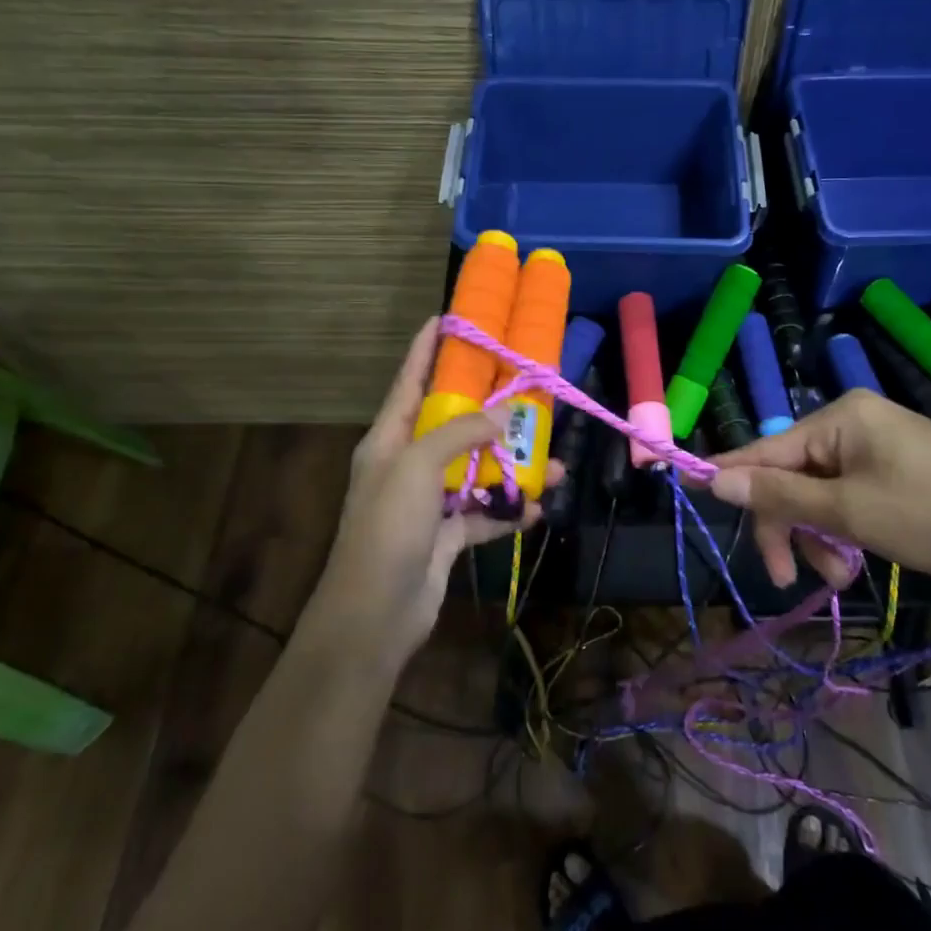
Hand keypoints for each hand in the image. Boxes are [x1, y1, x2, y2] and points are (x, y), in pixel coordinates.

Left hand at [313, 317, 559, 661]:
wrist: (376, 614)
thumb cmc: (389, 528)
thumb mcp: (419, 467)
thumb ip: (462, 433)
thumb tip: (505, 413)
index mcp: (390, 438)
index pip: (410, 379)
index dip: (429, 347)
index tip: (453, 316)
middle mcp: (409, 463)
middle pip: (452, 422)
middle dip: (490, 407)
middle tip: (528, 386)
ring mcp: (428, 501)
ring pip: (476, 469)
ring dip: (513, 466)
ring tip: (554, 462)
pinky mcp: (446, 535)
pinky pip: (483, 513)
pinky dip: (509, 511)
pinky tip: (538, 508)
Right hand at [708, 389, 930, 595]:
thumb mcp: (851, 513)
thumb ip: (779, 496)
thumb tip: (712, 477)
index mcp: (843, 418)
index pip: (767, 448)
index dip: (731, 477)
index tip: (693, 497)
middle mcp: (855, 425)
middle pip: (792, 476)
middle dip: (789, 526)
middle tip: (788, 578)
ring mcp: (878, 450)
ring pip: (819, 494)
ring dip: (818, 537)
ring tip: (840, 577)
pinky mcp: (896, 476)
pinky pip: (848, 500)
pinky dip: (843, 533)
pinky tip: (856, 564)